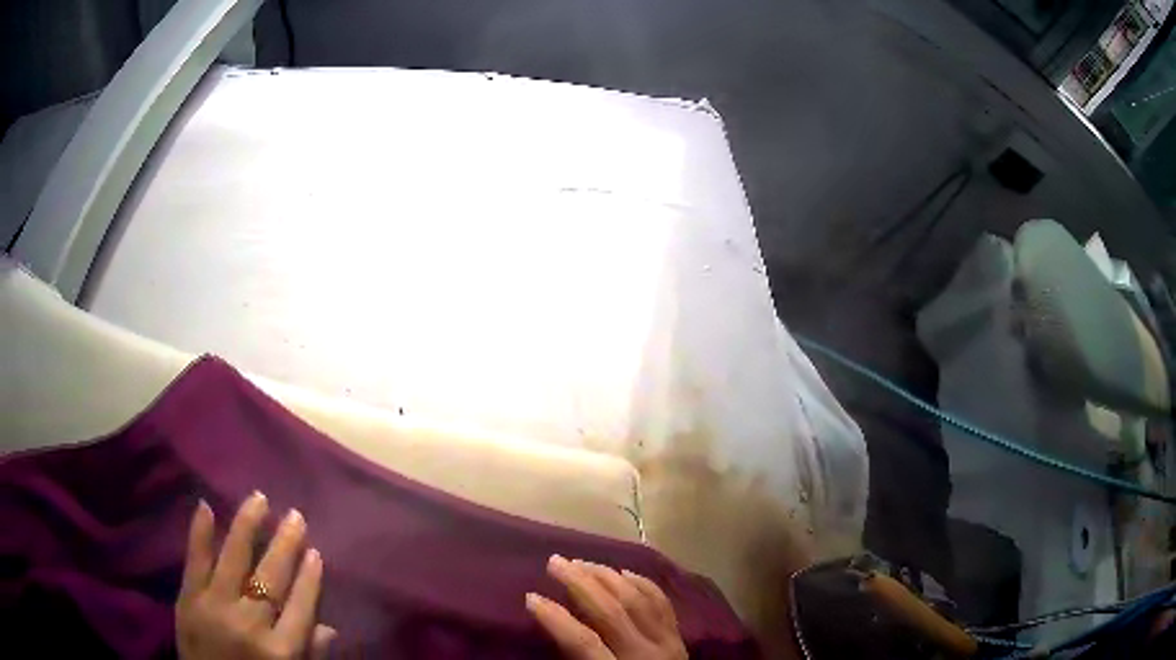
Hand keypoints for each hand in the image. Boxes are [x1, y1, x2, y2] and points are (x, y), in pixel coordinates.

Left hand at [176, 492, 335, 659]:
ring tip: (259, 499)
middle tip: (294, 516)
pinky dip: (200, 533)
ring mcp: (215, 607)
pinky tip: (206, 506)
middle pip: (271, 578)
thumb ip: (309, 654)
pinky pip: (195, 560)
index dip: (310, 578)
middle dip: (285, 544)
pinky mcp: (188, 599)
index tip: (315, 552)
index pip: (301, 606)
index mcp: (281, 651)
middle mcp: (250, 624)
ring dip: (248, 526)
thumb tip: (328, 626)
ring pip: (235, 559)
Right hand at [527, 555, 687, 659]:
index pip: (583, 642)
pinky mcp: (680, 638)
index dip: (556, 618)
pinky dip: (643, 584)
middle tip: (555, 562)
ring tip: (582, 562)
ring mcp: (668, 644)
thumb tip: (553, 630)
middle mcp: (645, 655)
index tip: (531, 597)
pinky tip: (624, 572)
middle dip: (581, 584)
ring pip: (638, 601)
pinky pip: (662, 604)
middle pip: (612, 613)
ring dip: (608, 577)